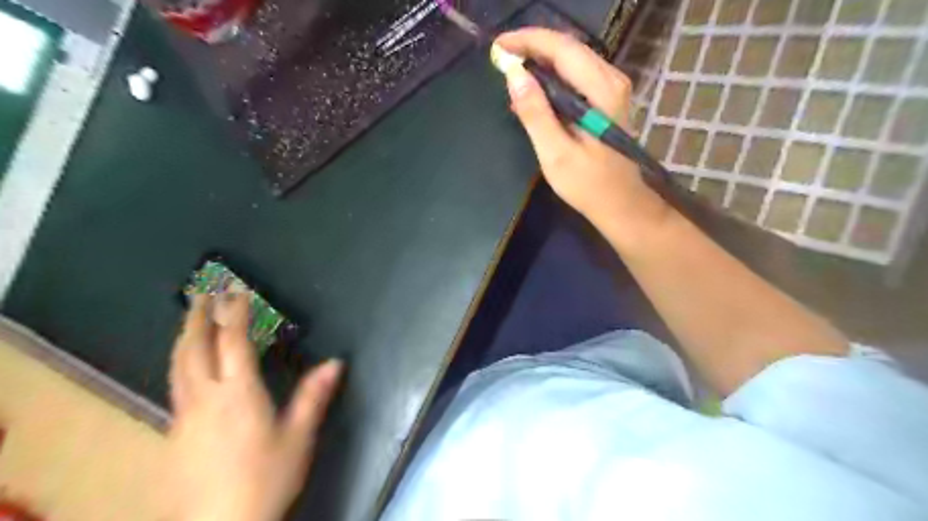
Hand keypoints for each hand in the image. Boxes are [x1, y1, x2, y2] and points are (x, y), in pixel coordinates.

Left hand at [169, 294, 341, 520]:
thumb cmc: (266, 479)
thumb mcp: (298, 437)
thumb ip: (313, 396)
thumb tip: (336, 363)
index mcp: (238, 393)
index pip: (234, 342)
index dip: (236, 313)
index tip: (237, 290)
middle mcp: (205, 398)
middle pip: (195, 348)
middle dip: (200, 316)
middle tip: (202, 291)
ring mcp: (184, 416)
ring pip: (178, 366)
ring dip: (185, 337)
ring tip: (190, 319)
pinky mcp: (173, 435)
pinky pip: (175, 386)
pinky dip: (181, 363)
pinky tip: (188, 367)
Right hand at [497, 28, 671, 245]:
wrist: (620, 203)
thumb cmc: (588, 184)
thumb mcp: (556, 153)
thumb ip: (535, 113)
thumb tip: (514, 75)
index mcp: (601, 90)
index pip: (562, 49)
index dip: (528, 41)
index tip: (498, 46)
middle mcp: (611, 79)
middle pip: (568, 48)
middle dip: (532, 47)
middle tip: (500, 56)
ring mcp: (612, 88)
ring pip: (572, 59)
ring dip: (540, 60)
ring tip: (511, 70)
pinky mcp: (607, 98)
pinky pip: (576, 75)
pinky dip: (552, 76)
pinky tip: (533, 89)